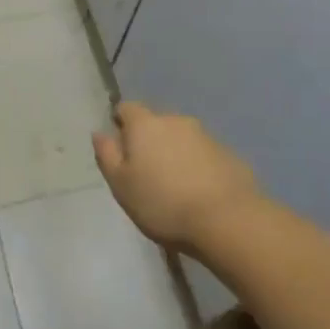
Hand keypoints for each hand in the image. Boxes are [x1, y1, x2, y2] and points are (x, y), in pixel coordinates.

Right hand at [93, 101, 256, 250]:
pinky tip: (200, 193)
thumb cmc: (163, 203)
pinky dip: (198, 167)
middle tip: (147, 173)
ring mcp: (206, 136)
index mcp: (145, 124)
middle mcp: (175, 120)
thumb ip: (107, 155)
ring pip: (182, 139)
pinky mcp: (229, 155)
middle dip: (150, 141)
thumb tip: (100, 133)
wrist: (228, 220)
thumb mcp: (121, 185)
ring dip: (175, 154)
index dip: (121, 124)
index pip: (126, 108)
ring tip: (175, 187)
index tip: (121, 149)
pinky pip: (205, 155)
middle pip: (156, 123)